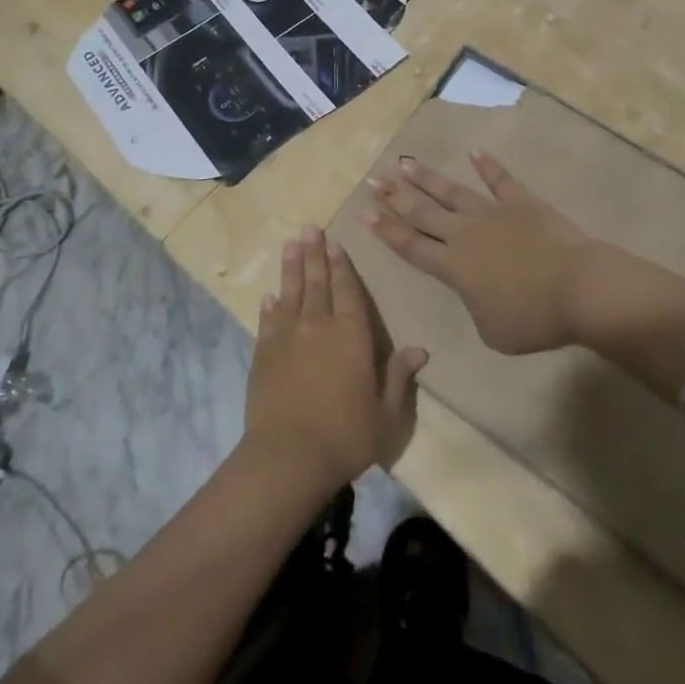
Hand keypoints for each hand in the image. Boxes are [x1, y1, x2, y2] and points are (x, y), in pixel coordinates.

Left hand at [243, 226, 426, 492]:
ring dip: (291, 267)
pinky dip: (270, 305)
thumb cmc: (345, 436)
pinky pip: (268, 320)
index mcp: (351, 334)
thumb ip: (398, 377)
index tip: (335, 242)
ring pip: (290, 292)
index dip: (342, 265)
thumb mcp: (386, 413)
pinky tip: (270, 296)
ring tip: (290, 244)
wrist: (288, 456)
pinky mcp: (263, 353)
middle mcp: (319, 325)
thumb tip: (421, 350)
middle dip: (314, 253)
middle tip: (309, 228)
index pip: (348, 290)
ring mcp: (287, 337)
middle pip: (317, 281)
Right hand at [368, 152, 591, 354]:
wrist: (578, 288)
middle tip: (373, 180)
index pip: (410, 246)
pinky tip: (474, 152)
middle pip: (422, 213)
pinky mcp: (521, 203)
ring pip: (452, 192)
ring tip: (405, 163)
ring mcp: (492, 214)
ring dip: (426, 178)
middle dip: (395, 197)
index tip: (364, 213)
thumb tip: (475, 291)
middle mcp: (464, 234)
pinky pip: (500, 180)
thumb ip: (473, 307)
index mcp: (453, 267)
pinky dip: (487, 166)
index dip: (386, 230)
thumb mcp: (491, 331)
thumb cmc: (533, 318)